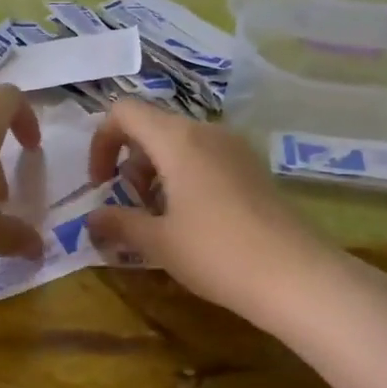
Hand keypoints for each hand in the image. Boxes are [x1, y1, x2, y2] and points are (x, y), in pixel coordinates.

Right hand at [84, 100, 341, 322]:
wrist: (295, 275)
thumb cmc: (216, 253)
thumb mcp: (158, 242)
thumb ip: (119, 223)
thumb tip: (92, 219)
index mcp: (177, 139)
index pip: (124, 112)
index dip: (102, 142)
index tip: (101, 185)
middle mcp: (206, 132)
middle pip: (153, 128)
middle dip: (130, 164)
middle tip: (131, 209)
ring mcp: (235, 148)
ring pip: (181, 144)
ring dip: (157, 174)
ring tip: (160, 220)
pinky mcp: (253, 168)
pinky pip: (206, 159)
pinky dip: (185, 178)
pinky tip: (192, 222)